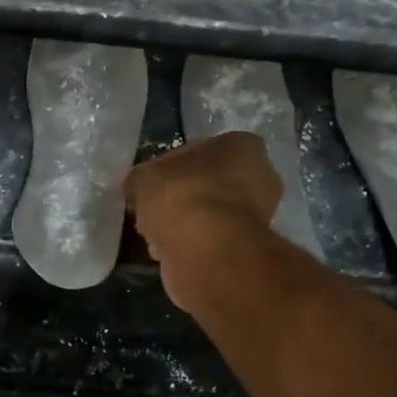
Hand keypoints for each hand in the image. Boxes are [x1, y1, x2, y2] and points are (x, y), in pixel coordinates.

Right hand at [124, 133, 281, 306]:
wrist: (206, 250)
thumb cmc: (181, 195)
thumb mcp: (144, 177)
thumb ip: (141, 179)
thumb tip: (136, 187)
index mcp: (243, 146)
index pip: (198, 149)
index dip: (167, 166)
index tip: (148, 183)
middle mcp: (260, 177)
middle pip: (206, 183)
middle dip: (178, 196)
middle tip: (150, 208)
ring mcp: (258, 216)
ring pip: (208, 213)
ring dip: (183, 222)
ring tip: (154, 233)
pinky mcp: (247, 249)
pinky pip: (210, 239)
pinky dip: (190, 244)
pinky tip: (167, 250)